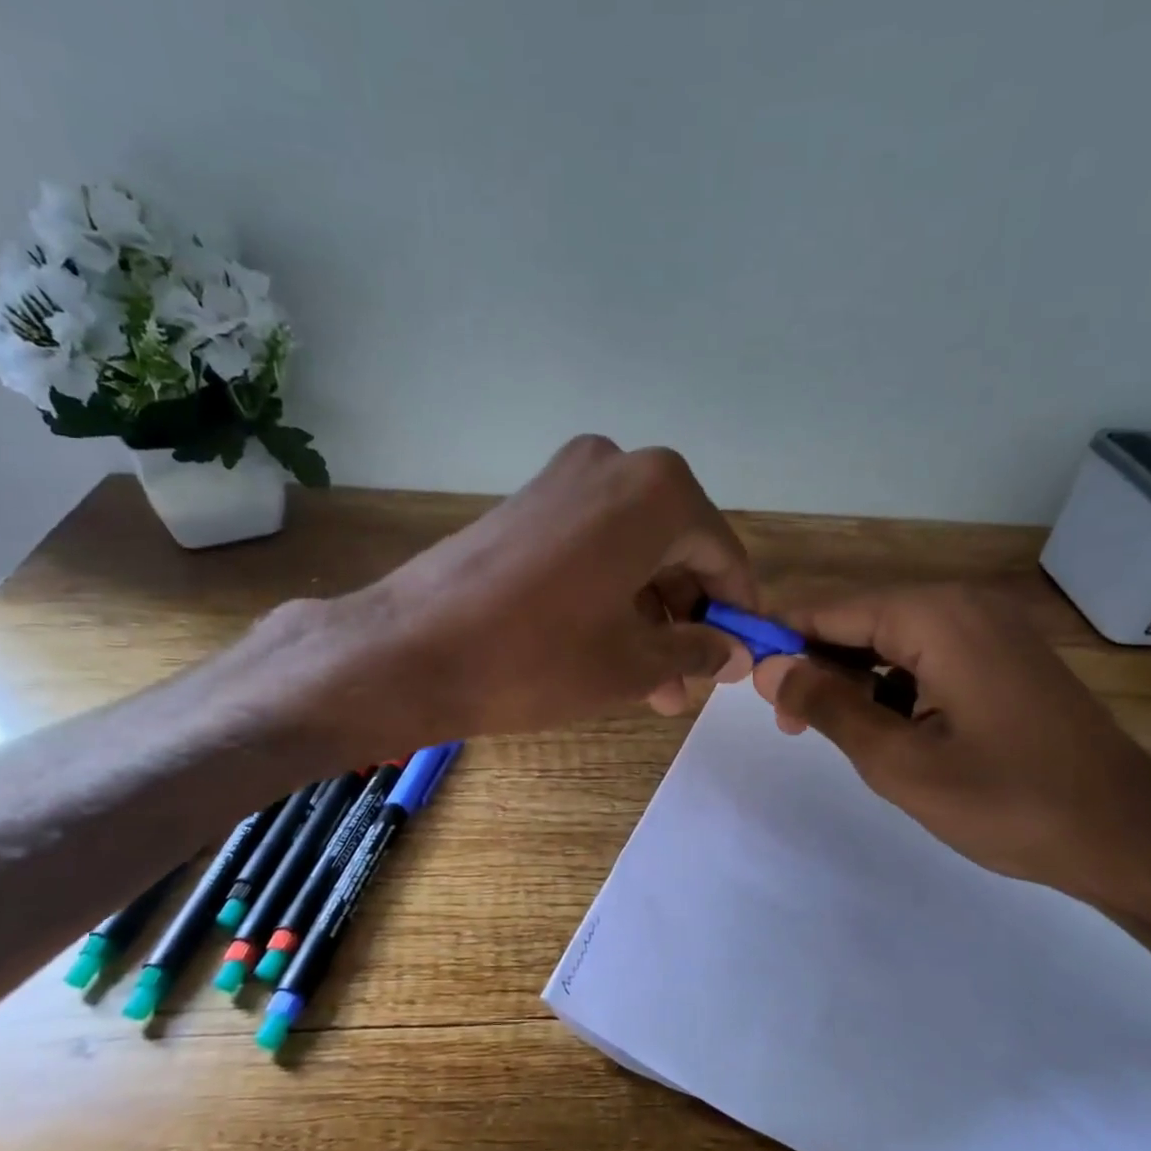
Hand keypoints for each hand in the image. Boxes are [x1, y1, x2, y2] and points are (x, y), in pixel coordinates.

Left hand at [287, 436, 757, 749]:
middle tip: (688, 683)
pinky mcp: (529, 502)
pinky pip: (594, 546)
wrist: (410, 650)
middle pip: (678, 549)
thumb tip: (734, 652)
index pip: (723, 555)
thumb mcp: (633, 663)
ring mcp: (565, 478)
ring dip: (649, 615)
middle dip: (686, 619)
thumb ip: (698, 651)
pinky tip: (611, 649)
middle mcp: (616, 465)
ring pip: (634, 552)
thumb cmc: (537, 657)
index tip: (740, 657)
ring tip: (652, 685)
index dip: (736, 611)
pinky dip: (611, 593)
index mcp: (658, 492)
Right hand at [752, 583, 1150, 912]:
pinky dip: (893, 685)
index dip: (778, 637)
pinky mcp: (1004, 656)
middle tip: (789, 724)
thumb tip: (767, 668)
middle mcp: (962, 605)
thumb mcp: (898, 762)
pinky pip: (926, 655)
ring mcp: (990, 628)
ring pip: (890, 640)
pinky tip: (888, 730)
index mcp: (935, 616)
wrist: (1130, 837)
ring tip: (834, 733)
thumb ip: (827, 706)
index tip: (740, 673)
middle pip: (858, 620)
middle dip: (815, 664)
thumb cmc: (1008, 801)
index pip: (828, 609)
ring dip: (852, 680)